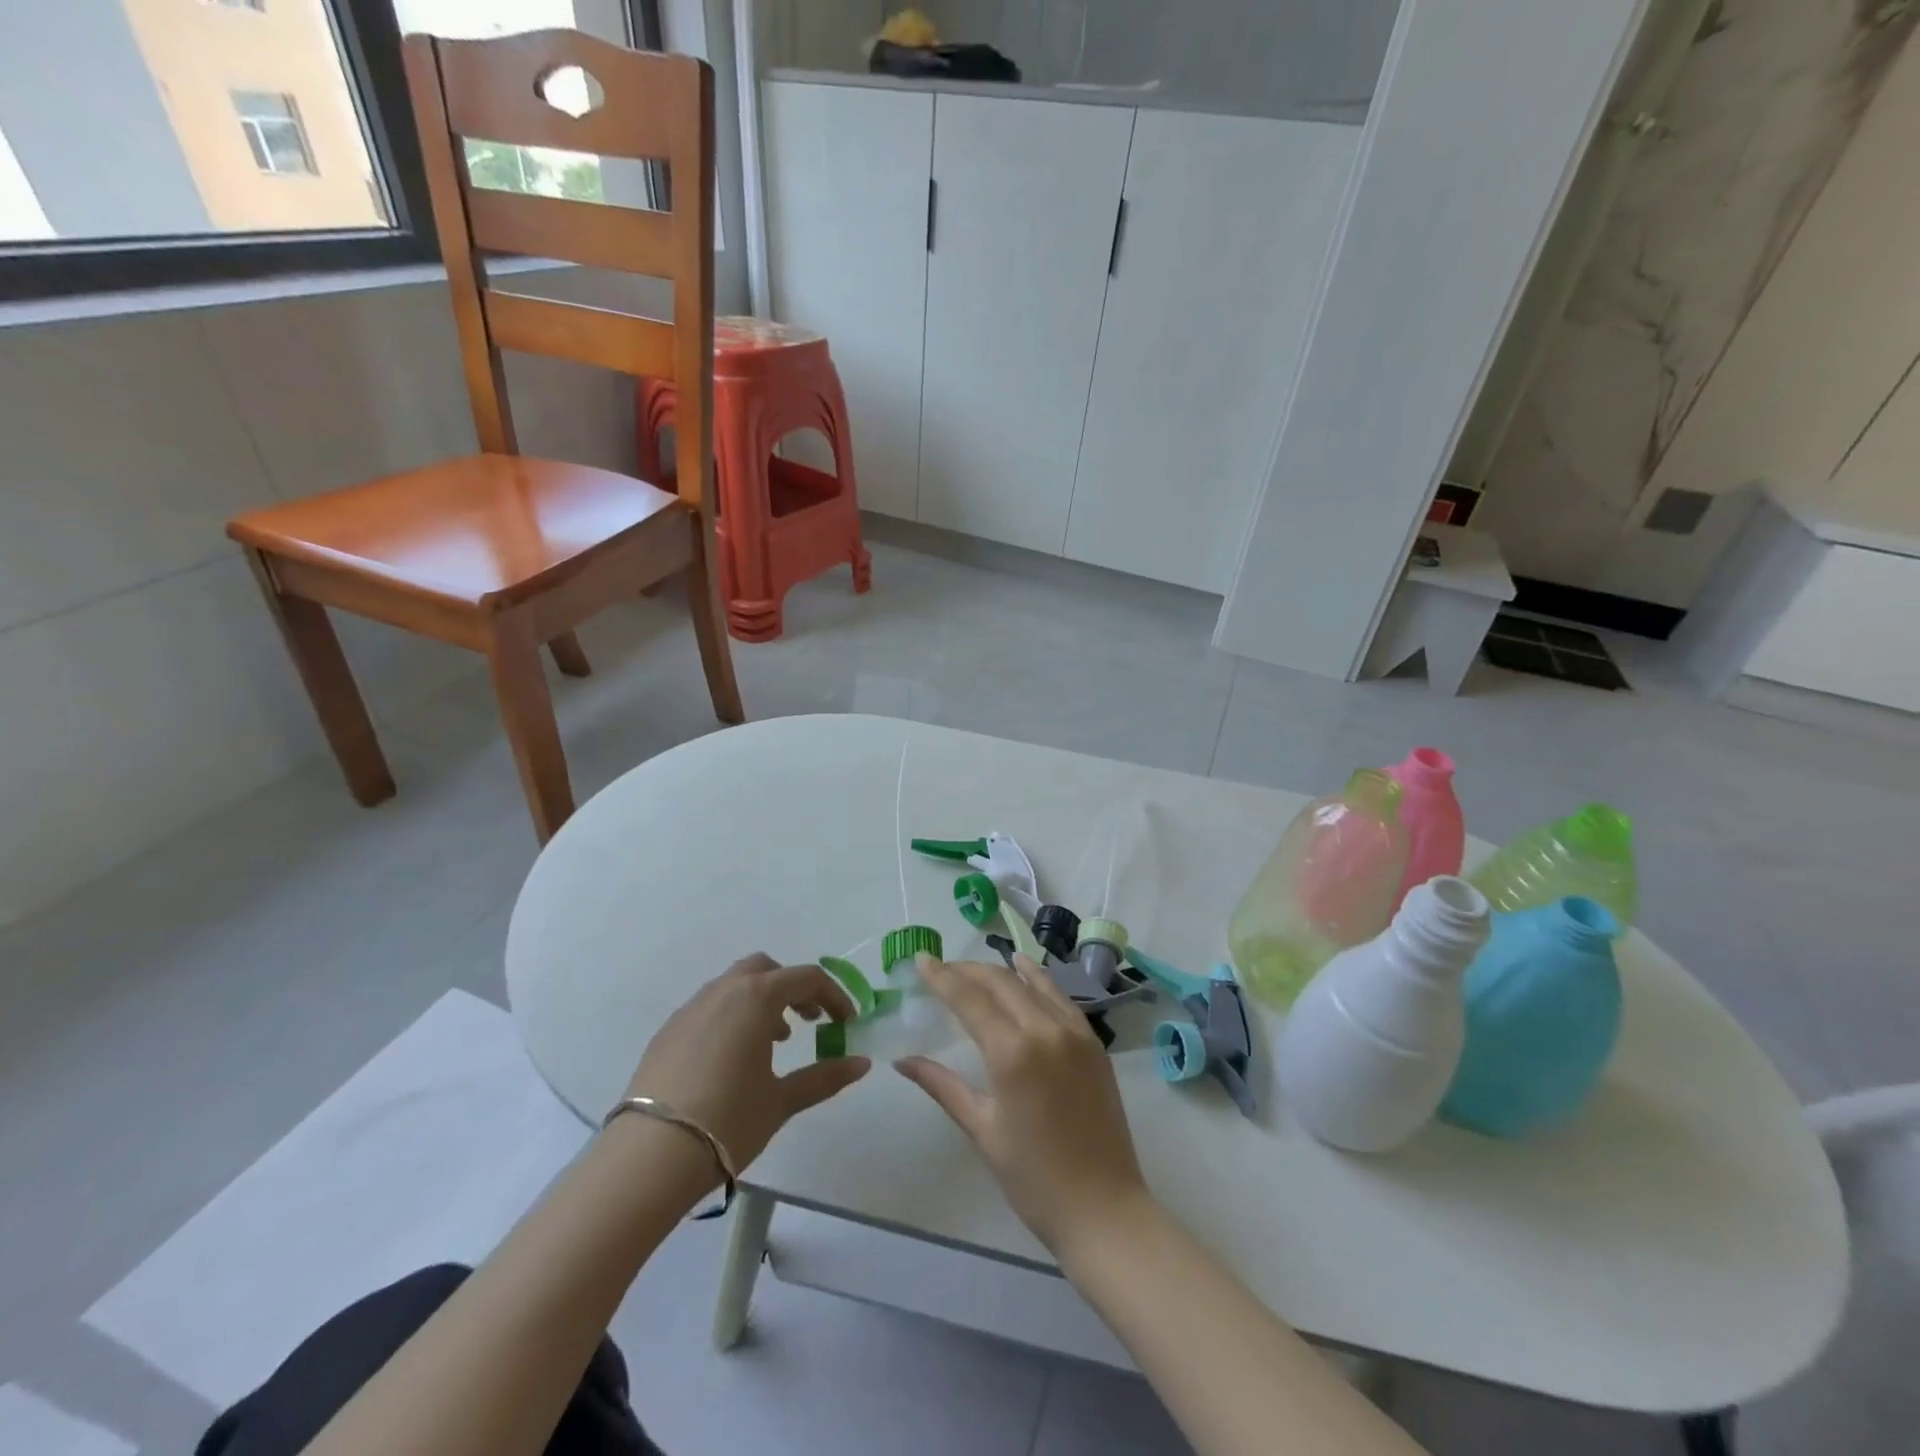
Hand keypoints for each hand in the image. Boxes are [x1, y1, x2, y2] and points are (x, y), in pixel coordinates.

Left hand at [625, 954, 870, 1170]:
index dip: (833, 996)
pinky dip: (732, 1017)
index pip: (806, 979)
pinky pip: (709, 1007)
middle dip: (792, 988)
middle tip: (808, 1022)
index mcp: (756, 997)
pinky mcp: (668, 1031)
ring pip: (734, 985)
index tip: (846, 1023)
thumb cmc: (728, 1121)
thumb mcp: (782, 1100)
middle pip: (766, 969)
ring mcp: (690, 1008)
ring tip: (773, 1042)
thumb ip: (825, 1077)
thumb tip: (862, 1063)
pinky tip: (732, 1059)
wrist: (650, 1156)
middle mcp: (723, 991)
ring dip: (761, 1002)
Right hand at [896, 953, 1151, 1253]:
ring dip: (1000, 971)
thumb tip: (902, 1061)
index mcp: (1012, 1053)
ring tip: (974, 968)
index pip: (970, 999)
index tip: (921, 959)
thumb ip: (942, 1086)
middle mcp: (1044, 1030)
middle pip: (1000, 983)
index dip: (942, 977)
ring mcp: (1074, 1033)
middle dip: (967, 971)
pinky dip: (1038, 979)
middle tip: (941, 969)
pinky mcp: (1093, 1043)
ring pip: (1032, 983)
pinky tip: (1025, 968)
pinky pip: (1060, 998)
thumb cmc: (1033, 1179)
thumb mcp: (982, 1129)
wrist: (1104, 1209)